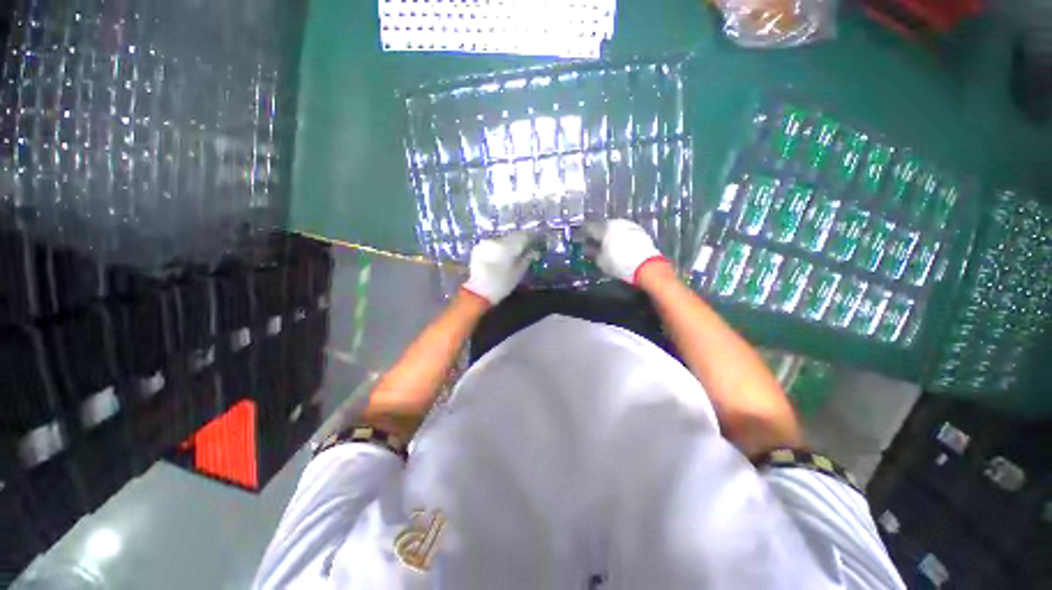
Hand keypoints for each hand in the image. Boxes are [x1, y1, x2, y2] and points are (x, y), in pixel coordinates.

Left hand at [461, 233, 534, 304]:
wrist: (478, 292)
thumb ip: (526, 260)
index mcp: (508, 246)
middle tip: (522, 250)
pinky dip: (497, 248)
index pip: (522, 236)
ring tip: (510, 255)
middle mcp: (496, 241)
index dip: (529, 239)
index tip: (532, 244)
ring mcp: (486, 243)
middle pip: (511, 237)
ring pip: (501, 240)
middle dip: (517, 242)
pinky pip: (492, 244)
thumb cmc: (502, 284)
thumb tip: (533, 252)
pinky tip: (499, 257)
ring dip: (507, 245)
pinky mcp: (478, 248)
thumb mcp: (518, 273)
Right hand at [586, 219, 664, 283]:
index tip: (581, 239)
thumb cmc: (619, 263)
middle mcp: (616, 222)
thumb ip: (592, 252)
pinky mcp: (639, 230)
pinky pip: (624, 231)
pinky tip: (618, 244)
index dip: (583, 233)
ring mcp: (629, 224)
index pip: (588, 226)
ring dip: (609, 234)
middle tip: (593, 242)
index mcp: (604, 228)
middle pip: (602, 225)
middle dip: (597, 233)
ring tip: (606, 244)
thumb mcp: (601, 261)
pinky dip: (619, 236)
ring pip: (614, 227)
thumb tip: (587, 248)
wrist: (647, 265)